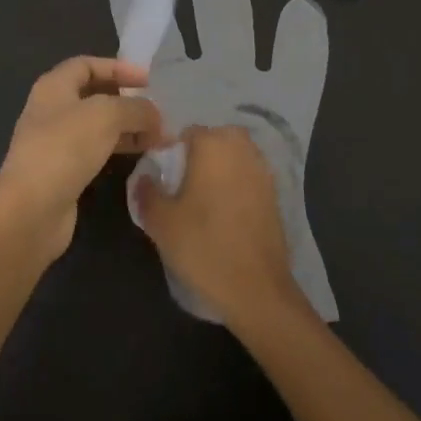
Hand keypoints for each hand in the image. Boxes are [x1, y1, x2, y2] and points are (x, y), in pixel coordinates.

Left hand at [0, 56, 163, 263]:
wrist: (32, 209)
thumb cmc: (65, 148)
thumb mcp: (107, 115)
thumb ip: (136, 108)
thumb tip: (155, 116)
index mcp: (54, 87)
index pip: (87, 65)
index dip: (118, 68)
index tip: (148, 81)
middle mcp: (51, 110)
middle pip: (94, 95)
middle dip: (127, 100)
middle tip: (157, 110)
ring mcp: (55, 142)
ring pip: (97, 125)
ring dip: (127, 127)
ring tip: (158, 136)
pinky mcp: (63, 171)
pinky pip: (96, 150)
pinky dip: (118, 148)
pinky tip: (140, 154)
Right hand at [132, 125, 307, 328]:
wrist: (255, 287)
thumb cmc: (203, 246)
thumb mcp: (160, 221)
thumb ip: (147, 192)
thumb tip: (145, 177)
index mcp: (213, 145)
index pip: (187, 133)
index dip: (173, 153)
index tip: (164, 178)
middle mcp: (241, 149)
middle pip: (215, 139)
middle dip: (200, 155)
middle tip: (183, 187)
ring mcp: (263, 170)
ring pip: (235, 156)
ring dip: (220, 168)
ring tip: (203, 200)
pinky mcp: (275, 194)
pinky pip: (249, 176)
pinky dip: (236, 185)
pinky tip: (224, 213)